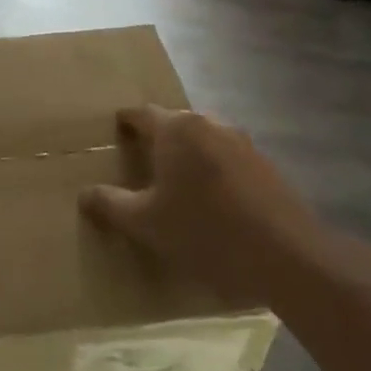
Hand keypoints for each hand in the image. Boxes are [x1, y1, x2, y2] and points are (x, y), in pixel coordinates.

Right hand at [78, 106, 323, 305]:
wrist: (286, 256)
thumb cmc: (204, 231)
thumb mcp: (145, 223)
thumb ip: (110, 204)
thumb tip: (85, 194)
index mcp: (176, 129)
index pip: (142, 114)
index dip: (126, 121)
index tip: (115, 130)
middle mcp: (209, 124)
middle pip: (175, 123)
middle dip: (157, 137)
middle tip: (141, 158)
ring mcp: (242, 142)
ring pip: (204, 138)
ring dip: (188, 152)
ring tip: (175, 179)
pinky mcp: (266, 165)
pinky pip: (227, 157)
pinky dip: (213, 168)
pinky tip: (210, 197)